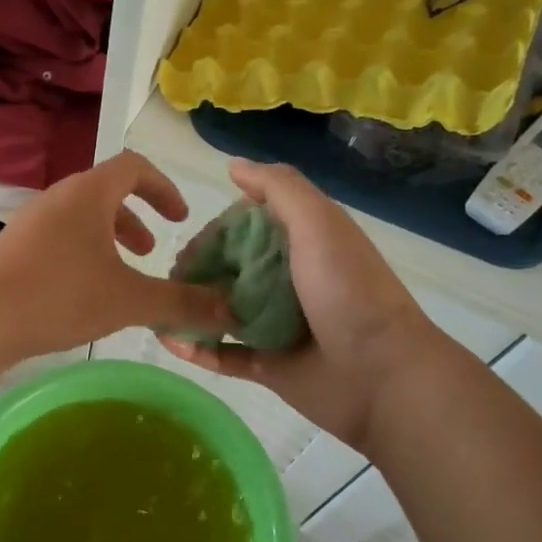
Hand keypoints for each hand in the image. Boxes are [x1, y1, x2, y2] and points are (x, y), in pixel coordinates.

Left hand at [0, 151, 230, 359]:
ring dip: (109, 238)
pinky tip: (86, 293)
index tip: (181, 217)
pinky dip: (84, 253)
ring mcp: (31, 221)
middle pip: (106, 192)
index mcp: (89, 193)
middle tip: (153, 250)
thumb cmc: (60, 295)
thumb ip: (181, 302)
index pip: (134, 167)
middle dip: (136, 217)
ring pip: (82, 218)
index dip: (163, 187)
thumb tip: (229, 308)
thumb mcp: (129, 300)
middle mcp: (59, 197)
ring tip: (124, 274)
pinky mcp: (14, 247)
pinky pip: (60, 237)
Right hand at [163, 161, 441, 445]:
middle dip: (196, 270)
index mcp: (302, 246)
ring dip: (189, 307)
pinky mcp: (267, 366)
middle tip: (170, 281)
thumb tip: (233, 166)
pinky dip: (196, 347)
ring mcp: (276, 326)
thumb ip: (280, 189)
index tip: (188, 243)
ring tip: (158, 308)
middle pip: (229, 269)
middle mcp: (287, 282)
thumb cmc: (349, 291)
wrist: (382, 375)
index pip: (246, 229)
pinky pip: (223, 355)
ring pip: (221, 311)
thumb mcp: (319, 224)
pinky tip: (168, 340)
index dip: (215, 232)